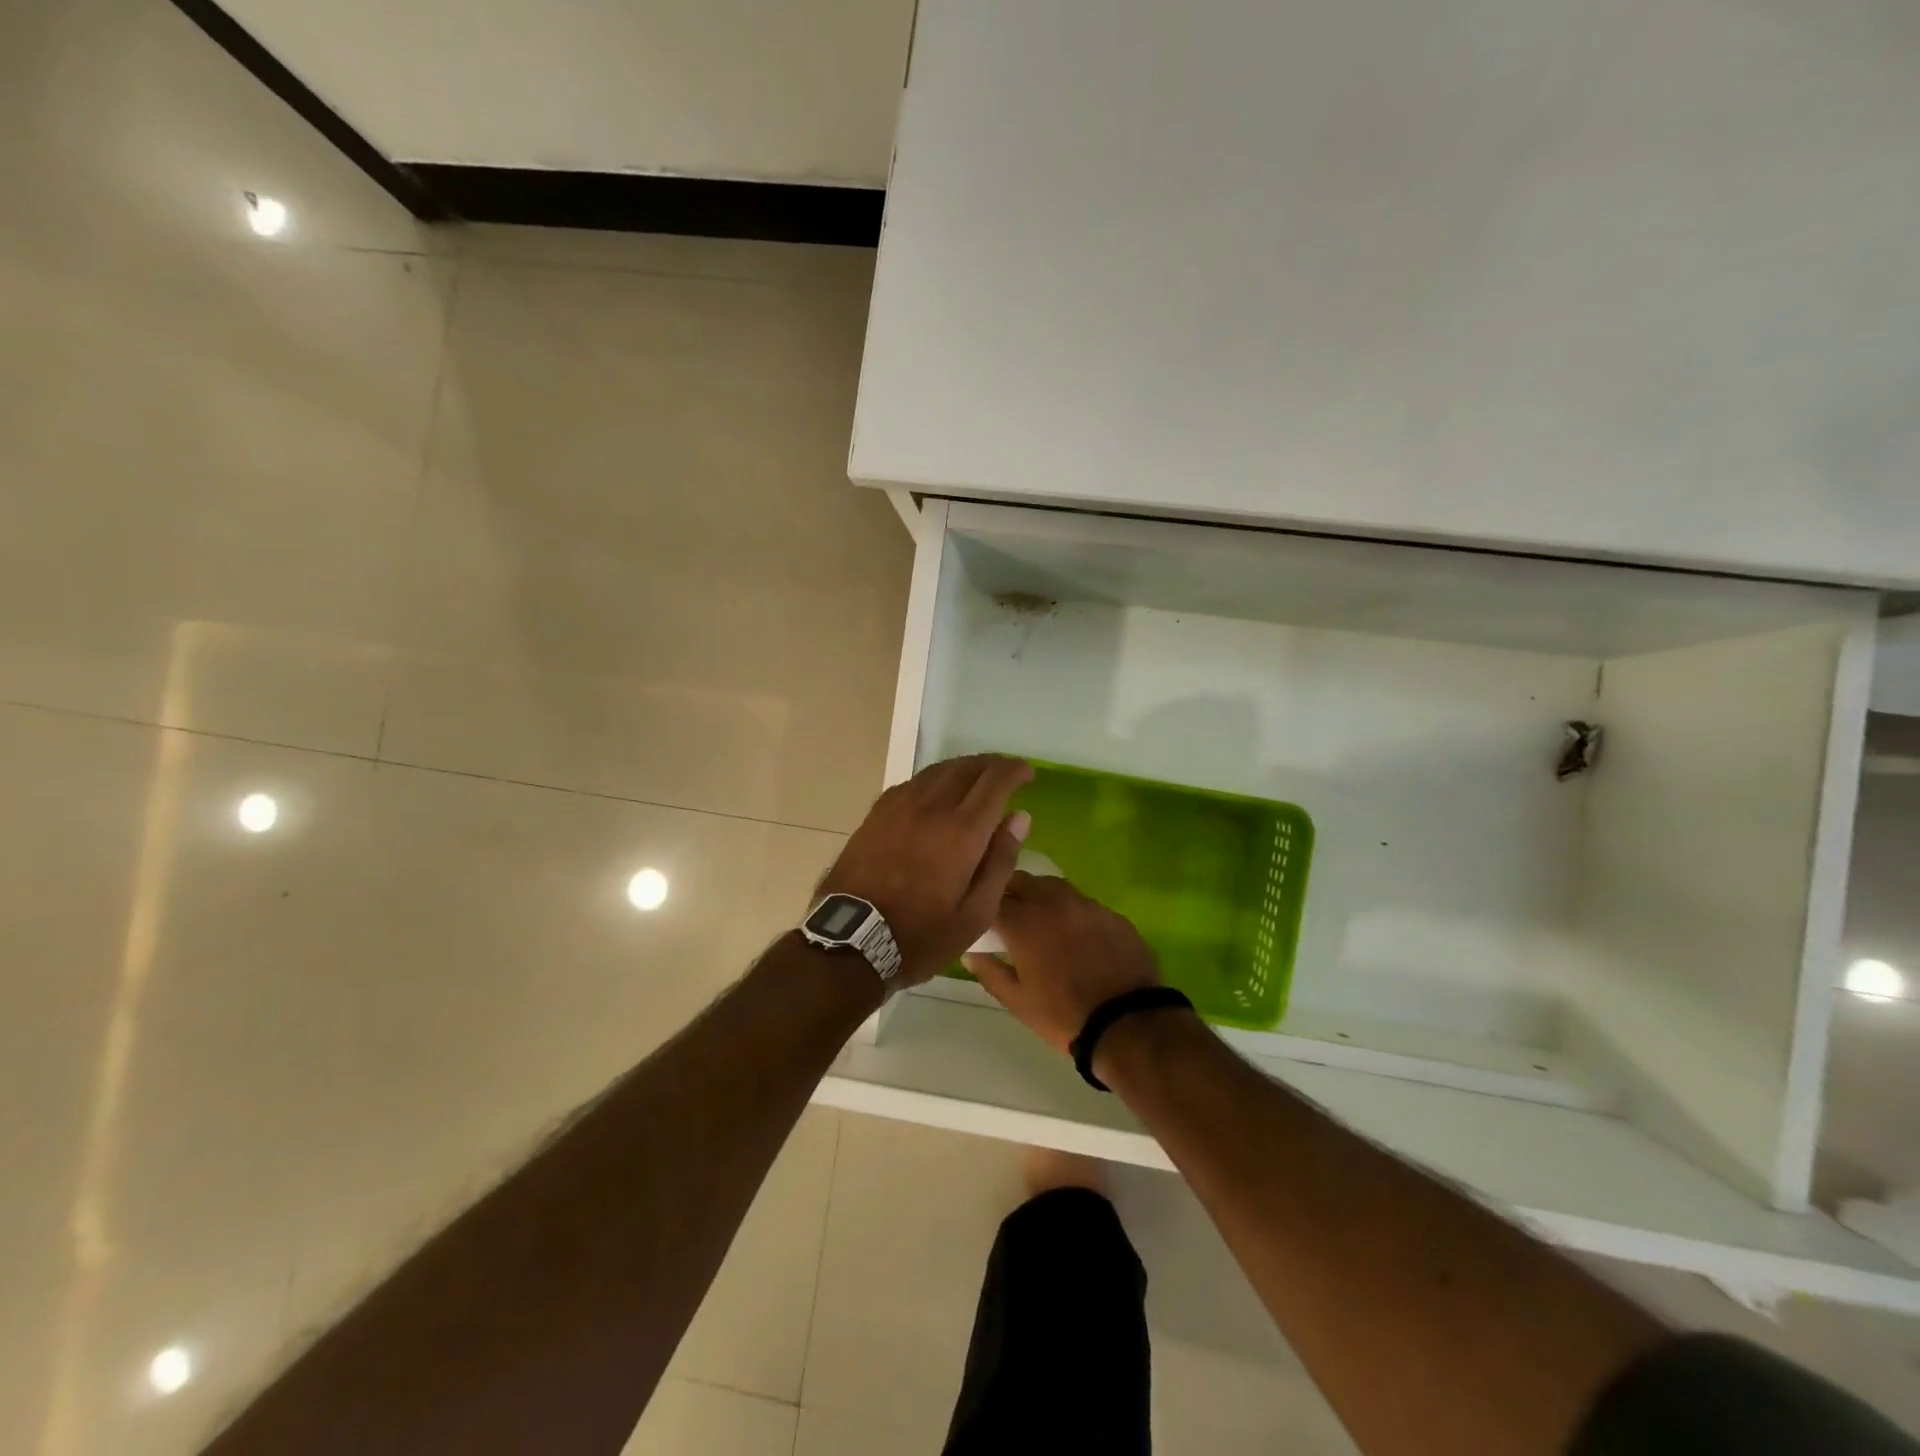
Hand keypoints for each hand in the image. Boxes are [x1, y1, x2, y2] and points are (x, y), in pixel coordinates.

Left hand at [818, 755, 1034, 987]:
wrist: (851, 941)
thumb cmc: (921, 936)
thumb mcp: (975, 915)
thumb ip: (1000, 861)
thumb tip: (1018, 817)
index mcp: (961, 831)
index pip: (995, 781)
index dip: (1015, 770)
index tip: (1028, 773)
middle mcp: (930, 807)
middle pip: (966, 767)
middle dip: (992, 764)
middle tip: (1006, 775)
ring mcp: (899, 806)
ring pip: (938, 770)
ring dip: (963, 768)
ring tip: (976, 780)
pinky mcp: (877, 813)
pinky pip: (913, 783)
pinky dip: (935, 780)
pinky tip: (938, 794)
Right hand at [963, 873, 1160, 1051]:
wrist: (1128, 1023)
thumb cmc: (1063, 1015)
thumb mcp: (1017, 1001)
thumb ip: (990, 972)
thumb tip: (971, 954)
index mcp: (1024, 922)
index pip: (993, 898)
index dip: (984, 906)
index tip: (982, 918)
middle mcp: (1053, 902)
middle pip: (1022, 881)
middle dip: (1010, 892)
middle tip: (1007, 913)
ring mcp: (1086, 905)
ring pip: (1054, 886)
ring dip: (1040, 896)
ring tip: (1040, 918)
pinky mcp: (1112, 914)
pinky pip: (1084, 903)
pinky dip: (1071, 911)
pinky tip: (1075, 933)